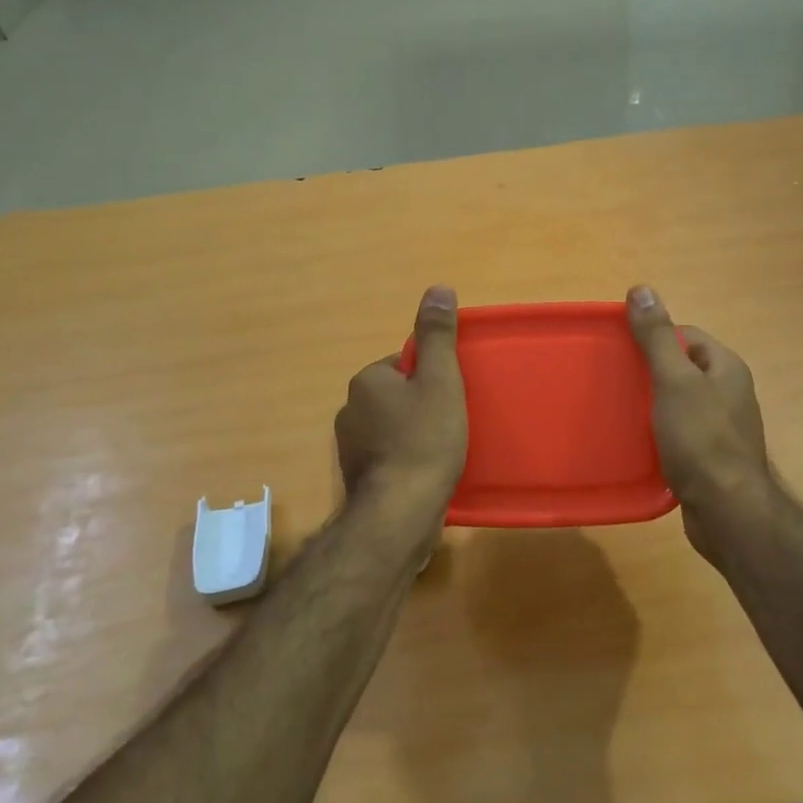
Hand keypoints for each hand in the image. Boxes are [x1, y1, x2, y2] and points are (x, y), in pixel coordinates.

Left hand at [336, 286, 468, 522]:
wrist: (400, 514)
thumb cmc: (424, 441)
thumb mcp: (440, 381)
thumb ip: (438, 336)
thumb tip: (438, 288)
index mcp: (366, 380)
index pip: (405, 364)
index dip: (434, 379)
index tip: (452, 399)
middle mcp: (349, 409)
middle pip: (399, 395)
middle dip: (424, 406)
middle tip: (452, 425)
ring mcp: (350, 447)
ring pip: (393, 427)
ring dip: (415, 434)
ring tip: (444, 452)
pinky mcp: (358, 477)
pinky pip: (389, 455)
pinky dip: (407, 459)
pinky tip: (426, 474)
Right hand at [626, 285, 773, 563]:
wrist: (727, 511)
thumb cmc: (701, 439)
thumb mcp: (675, 381)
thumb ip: (657, 337)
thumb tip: (641, 289)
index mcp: (726, 368)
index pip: (687, 336)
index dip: (655, 336)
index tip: (621, 347)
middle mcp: (729, 393)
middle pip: (683, 368)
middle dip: (649, 370)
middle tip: (614, 378)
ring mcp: (721, 427)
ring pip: (679, 402)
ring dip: (652, 403)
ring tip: (618, 407)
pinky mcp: (710, 457)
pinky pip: (680, 432)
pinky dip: (658, 432)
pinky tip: (636, 440)